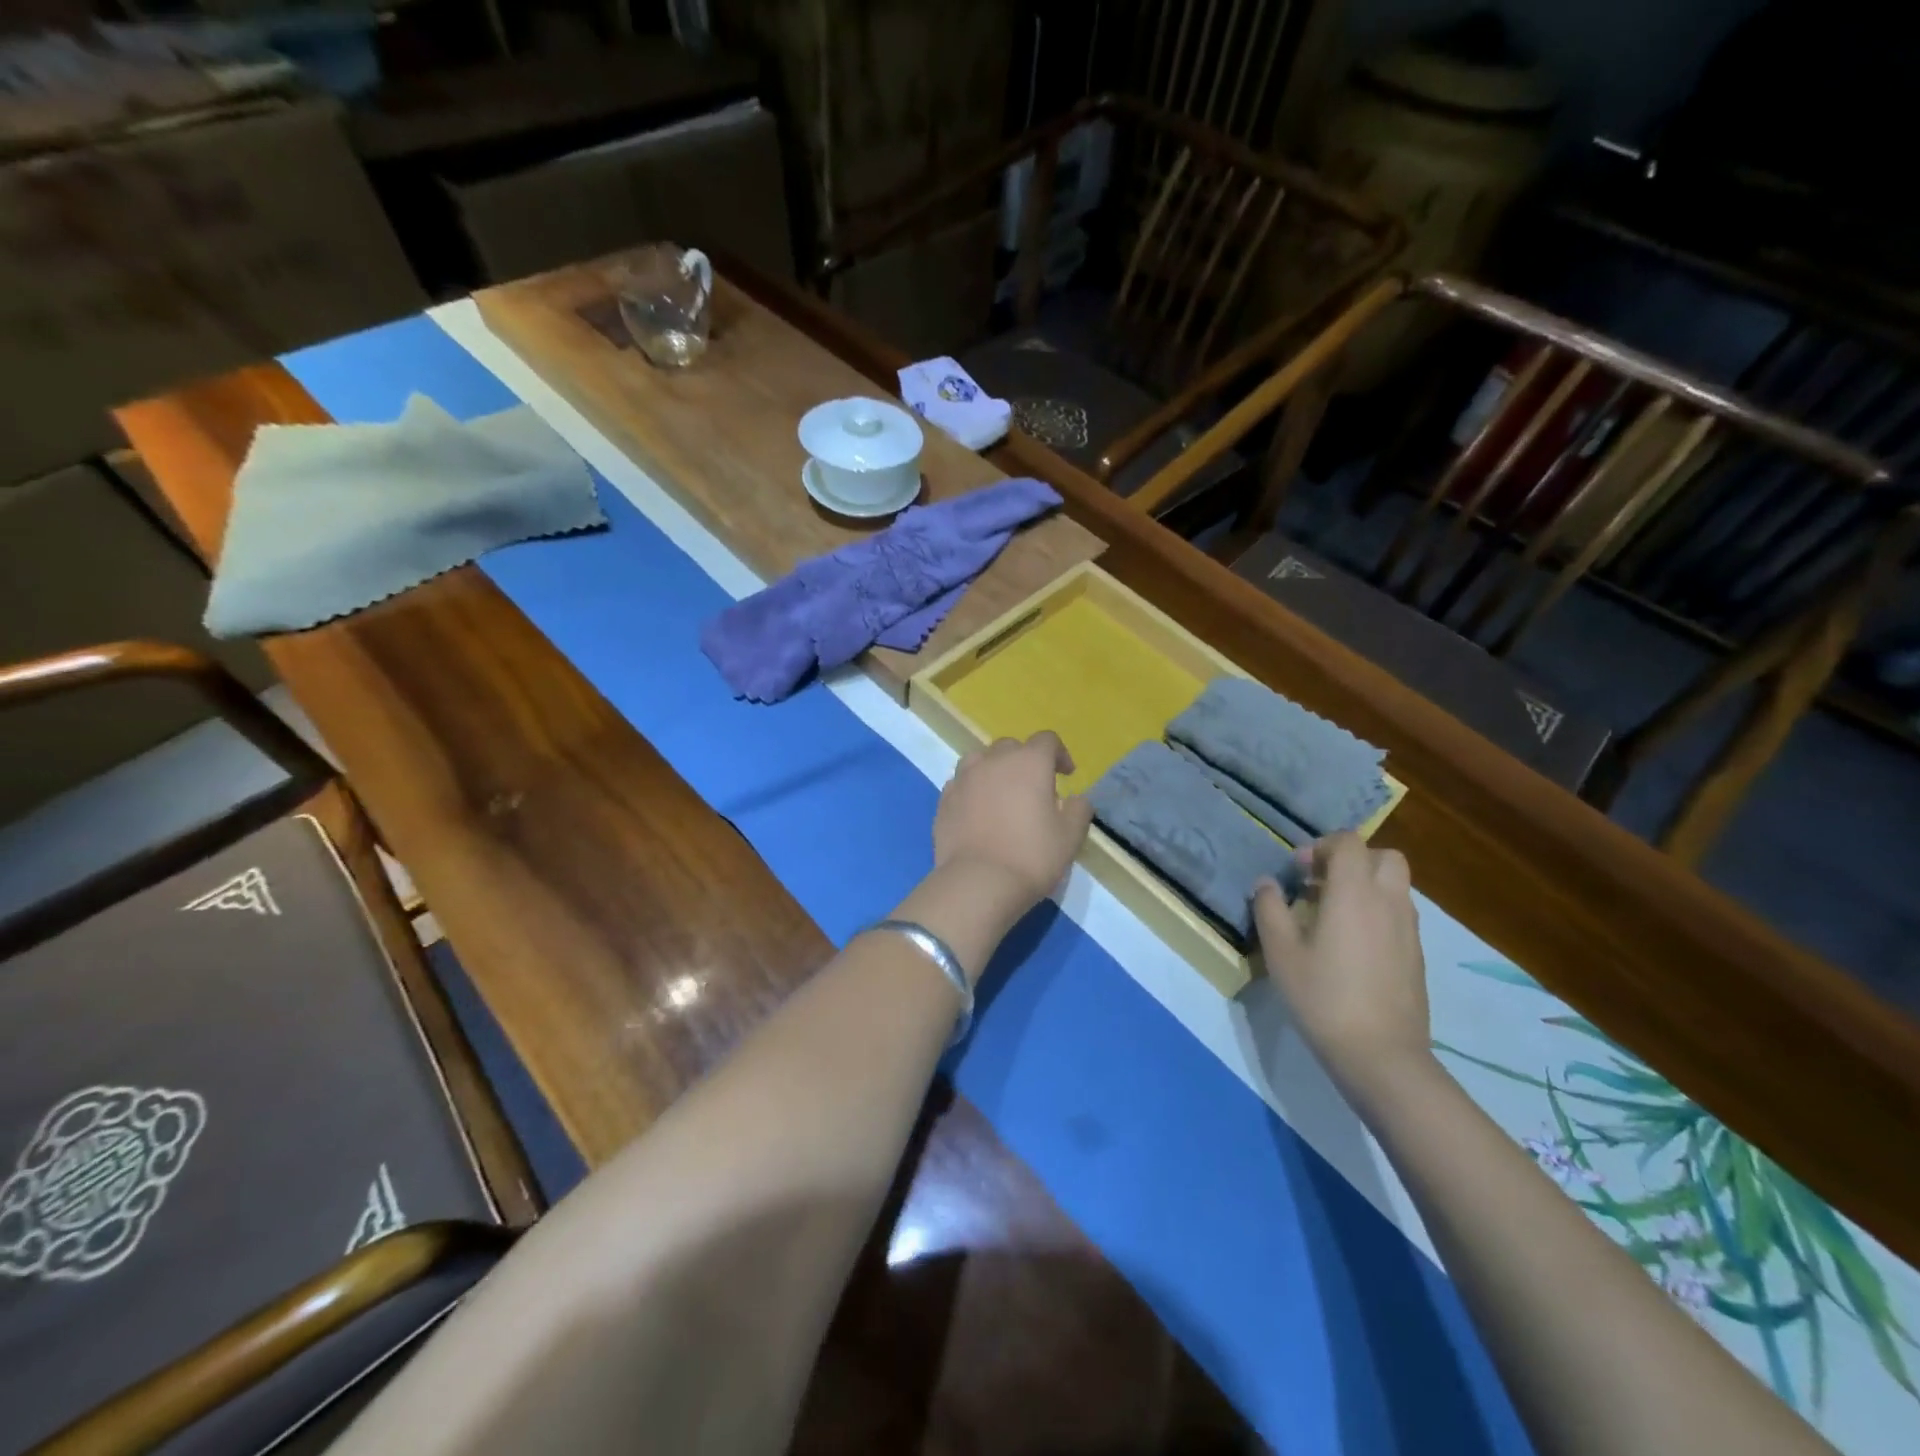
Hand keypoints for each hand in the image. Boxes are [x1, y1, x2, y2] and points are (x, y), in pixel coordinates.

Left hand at [934, 732, 1093, 915]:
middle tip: (1034, 788)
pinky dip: (973, 789)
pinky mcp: (944, 799)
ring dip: (994, 770)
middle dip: (1025, 760)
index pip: (1047, 740)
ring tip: (1001, 793)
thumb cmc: (1031, 856)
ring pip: (980, 760)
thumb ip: (1079, 810)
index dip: (1059, 754)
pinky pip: (961, 783)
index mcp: (1028, 762)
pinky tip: (978, 811)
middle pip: (1011, 747)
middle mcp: (993, 761)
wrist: (977, 882)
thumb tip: (1076, 799)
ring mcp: (964, 778)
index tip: (1067, 775)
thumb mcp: (1070, 836)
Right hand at [1253, 833, 1430, 1100]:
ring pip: (1395, 885)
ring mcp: (1408, 929)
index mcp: (1354, 892)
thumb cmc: (1322, 996)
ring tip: (1333, 914)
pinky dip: (1377, 912)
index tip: (1298, 870)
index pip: (1349, 843)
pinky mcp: (1416, 955)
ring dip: (1366, 885)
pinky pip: (1399, 914)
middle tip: (1322, 883)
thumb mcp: (1280, 951)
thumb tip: (1266, 883)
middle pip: (1384, 856)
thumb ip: (1270, 908)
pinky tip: (1352, 945)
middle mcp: (1388, 901)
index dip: (1321, 846)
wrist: (1381, 1055)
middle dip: (1353, 859)